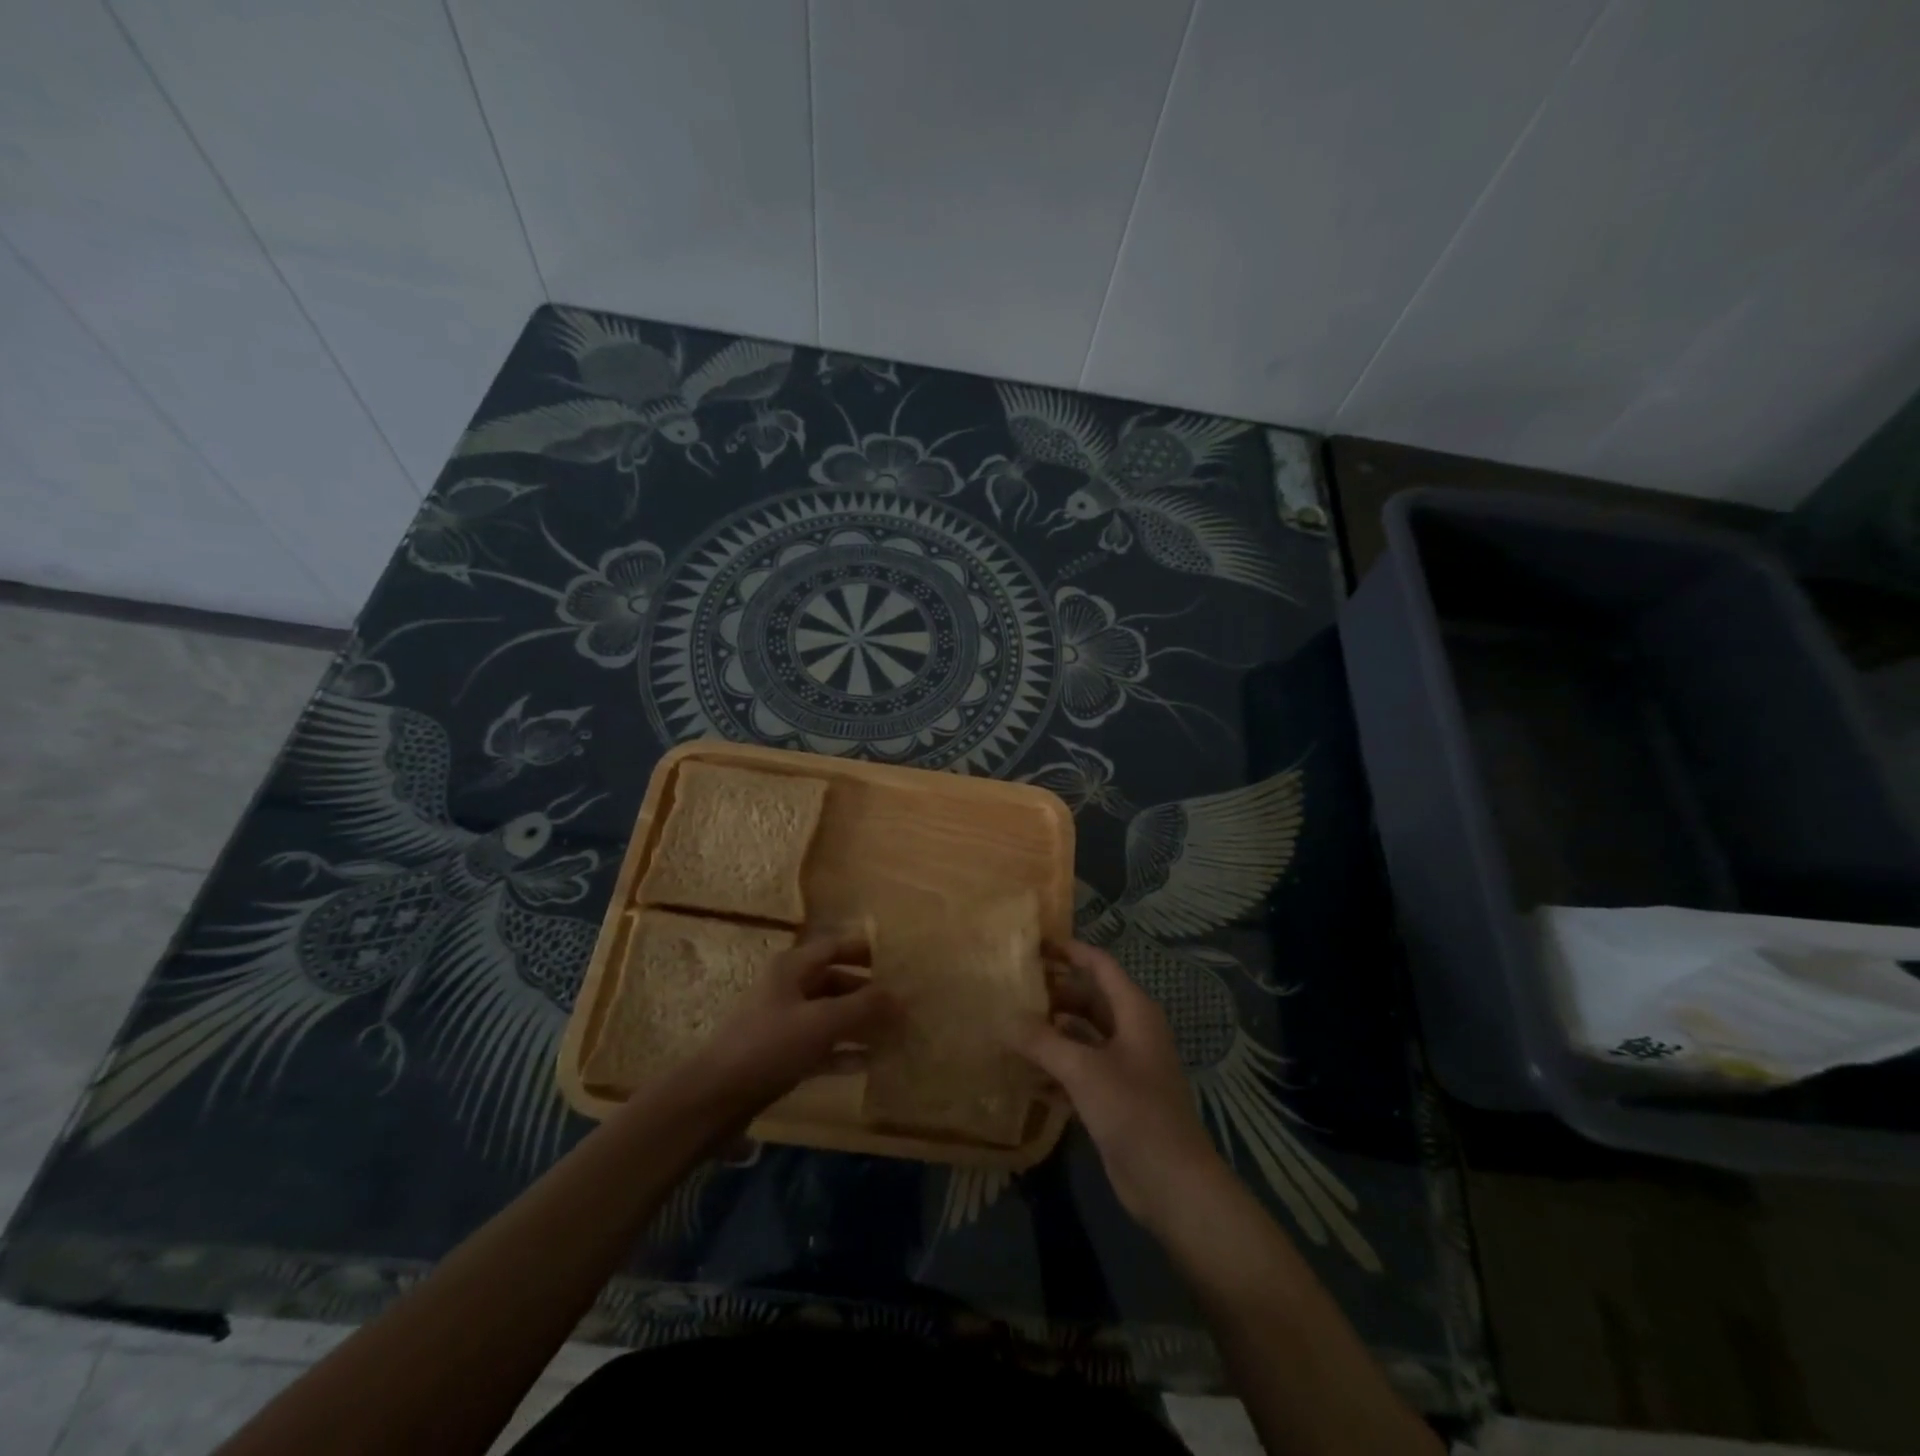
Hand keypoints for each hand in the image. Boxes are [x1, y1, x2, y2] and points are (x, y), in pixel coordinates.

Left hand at [684, 930, 900, 1117]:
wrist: (715, 1098)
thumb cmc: (769, 1045)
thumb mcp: (821, 1022)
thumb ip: (863, 1007)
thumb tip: (901, 998)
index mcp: (793, 968)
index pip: (835, 946)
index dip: (866, 950)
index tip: (899, 960)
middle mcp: (789, 989)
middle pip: (836, 982)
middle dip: (869, 993)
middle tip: (905, 1004)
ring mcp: (784, 1024)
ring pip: (831, 1016)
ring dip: (861, 1024)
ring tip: (897, 1033)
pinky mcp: (782, 1056)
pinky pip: (822, 1047)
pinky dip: (845, 1051)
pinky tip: (871, 1062)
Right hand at [1015, 939, 1222, 1229]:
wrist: (1171, 1182)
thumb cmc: (1133, 1111)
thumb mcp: (1083, 1070)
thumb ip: (1042, 1041)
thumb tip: (1004, 1019)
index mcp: (1134, 1012)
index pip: (1100, 966)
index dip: (1070, 951)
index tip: (1035, 945)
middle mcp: (1131, 1031)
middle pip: (1089, 999)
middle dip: (1054, 993)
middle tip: (1013, 989)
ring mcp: (1124, 1065)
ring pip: (1082, 1035)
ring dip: (1051, 1031)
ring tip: (1010, 1027)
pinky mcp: (1114, 1096)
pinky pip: (1080, 1068)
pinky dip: (1056, 1066)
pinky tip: (1024, 1073)